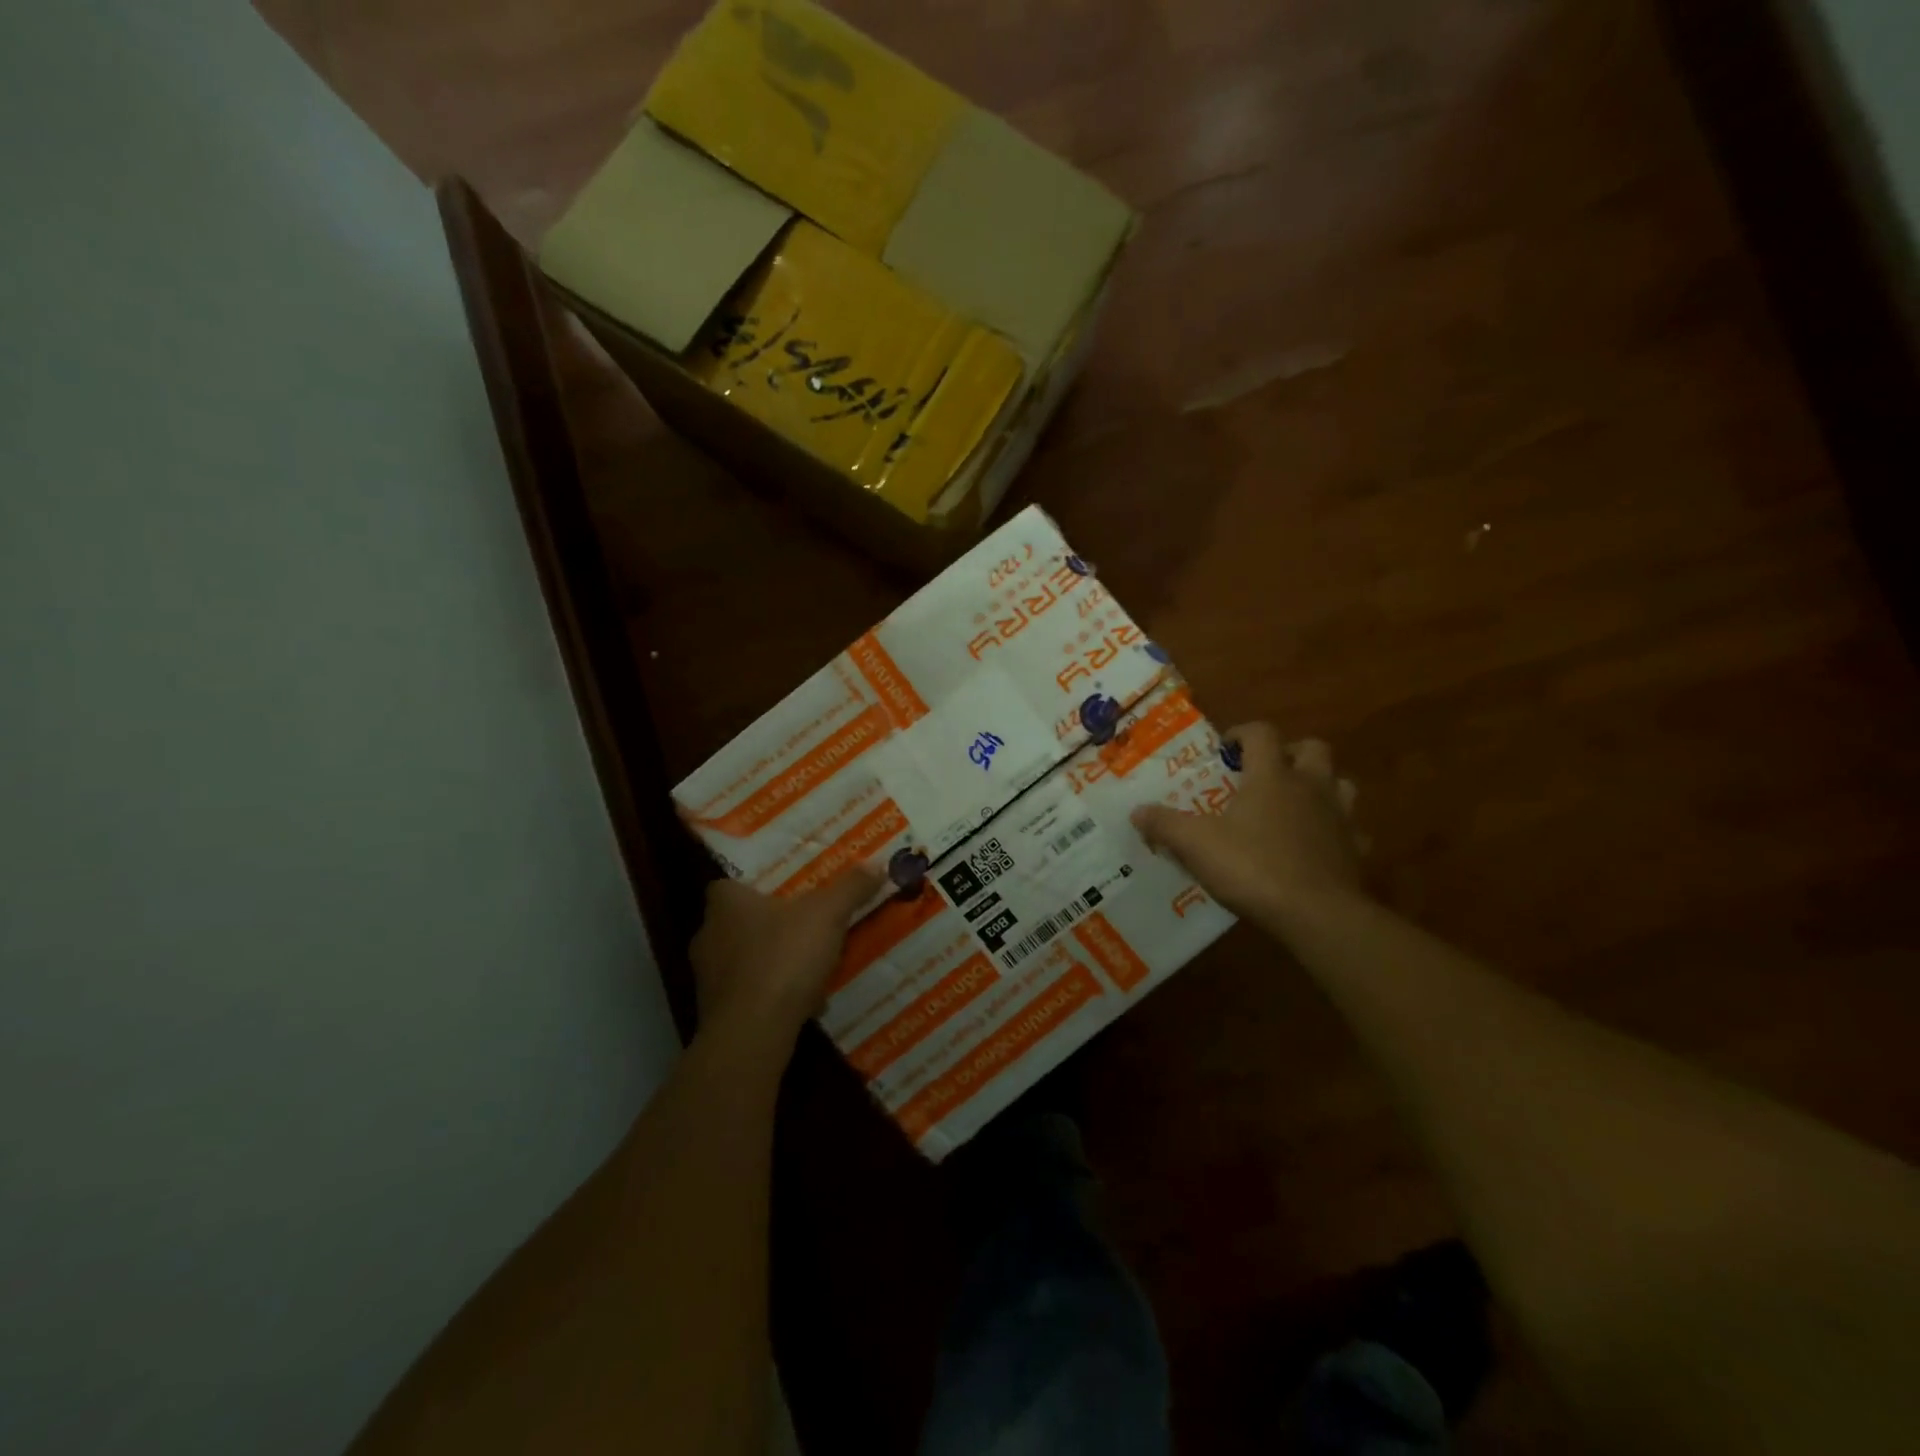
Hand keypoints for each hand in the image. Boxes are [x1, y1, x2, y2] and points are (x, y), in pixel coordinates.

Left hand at [689, 867, 883, 1052]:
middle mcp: (707, 937)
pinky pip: (748, 995)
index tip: (779, 892)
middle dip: (767, 925)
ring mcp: (707, 979)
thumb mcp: (828, 914)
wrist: (753, 1032)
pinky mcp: (715, 1014)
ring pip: (744, 961)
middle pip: (737, 923)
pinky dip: (771, 996)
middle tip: (801, 924)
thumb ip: (851, 888)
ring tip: (808, 966)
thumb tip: (876, 864)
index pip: (726, 885)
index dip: (751, 887)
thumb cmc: (783, 957)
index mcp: (725, 905)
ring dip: (771, 963)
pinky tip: (803, 1003)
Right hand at [1131, 723, 1362, 929]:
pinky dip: (1335, 832)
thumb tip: (1137, 811)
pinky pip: (1350, 831)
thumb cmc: (1253, 867)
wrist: (1317, 915)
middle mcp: (1310, 786)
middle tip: (1265, 772)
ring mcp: (1339, 817)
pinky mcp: (1355, 851)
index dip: (1242, 733)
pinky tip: (1316, 847)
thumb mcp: (1196, 845)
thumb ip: (1165, 824)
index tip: (1225, 748)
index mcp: (1272, 776)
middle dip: (1290, 752)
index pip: (1261, 733)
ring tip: (1294, 804)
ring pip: (1340, 784)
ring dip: (1320, 786)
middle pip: (1312, 748)